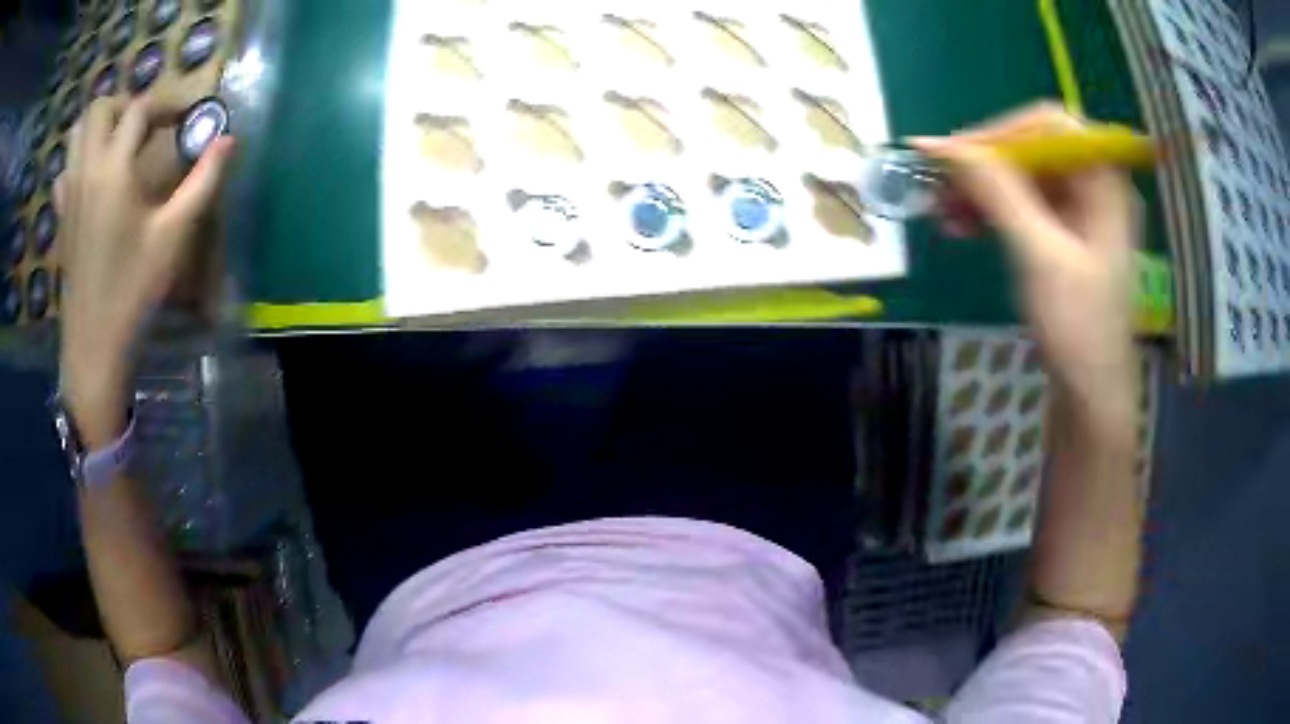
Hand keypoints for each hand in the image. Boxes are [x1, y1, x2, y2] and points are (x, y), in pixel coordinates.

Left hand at [56, 97, 234, 445]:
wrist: (94, 347)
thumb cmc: (133, 291)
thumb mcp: (173, 237)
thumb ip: (202, 181)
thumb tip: (228, 139)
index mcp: (114, 169)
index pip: (140, 109)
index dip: (167, 104)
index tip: (186, 118)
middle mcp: (86, 170)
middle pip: (100, 108)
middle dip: (124, 105)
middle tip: (143, 126)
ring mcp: (68, 194)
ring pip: (76, 133)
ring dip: (97, 125)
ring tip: (115, 142)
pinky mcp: (61, 218)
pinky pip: (63, 171)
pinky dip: (77, 160)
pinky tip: (90, 178)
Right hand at [912, 104, 1139, 424]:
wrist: (1090, 396)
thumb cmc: (1078, 328)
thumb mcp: (1038, 255)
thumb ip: (996, 192)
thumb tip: (940, 145)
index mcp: (1104, 183)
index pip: (1050, 125)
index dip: (1001, 131)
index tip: (956, 154)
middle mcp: (1093, 188)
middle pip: (1033, 150)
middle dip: (985, 165)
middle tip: (940, 184)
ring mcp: (1078, 214)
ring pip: (1022, 179)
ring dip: (980, 190)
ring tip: (941, 211)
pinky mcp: (1063, 238)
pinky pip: (1022, 208)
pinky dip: (990, 213)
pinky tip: (960, 227)